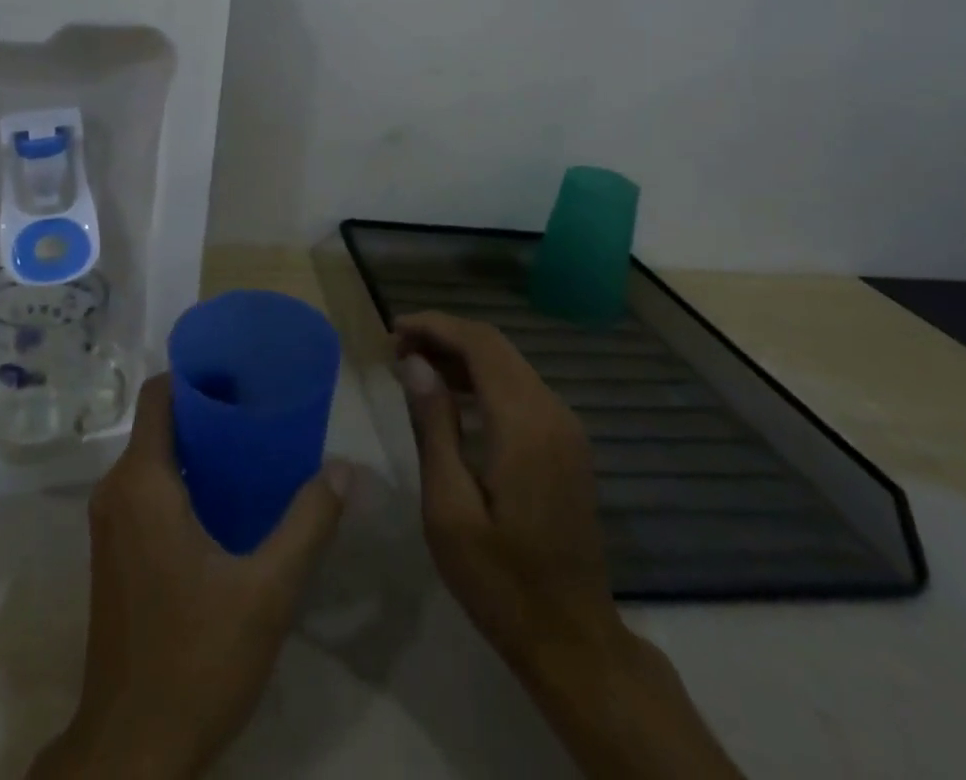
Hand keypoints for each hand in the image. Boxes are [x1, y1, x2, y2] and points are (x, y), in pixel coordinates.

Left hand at [30, 374, 351, 779]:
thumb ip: (308, 524)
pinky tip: (225, 499)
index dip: (195, 374)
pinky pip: (145, 488)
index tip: (240, 373)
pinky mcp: (113, 550)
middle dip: (206, 409)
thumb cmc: (195, 658)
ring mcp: (109, 522)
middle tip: (259, 409)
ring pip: (152, 456)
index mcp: (142, 481)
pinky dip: (181, 477)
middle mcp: (116, 489)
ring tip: (250, 448)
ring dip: (195, 445)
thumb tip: (345, 470)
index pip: (158, 394)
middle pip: (158, 422)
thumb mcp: (266, 592)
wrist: (132, 751)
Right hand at [394, 311, 626, 691]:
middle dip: (443, 335)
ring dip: (460, 355)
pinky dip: (481, 379)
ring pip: (508, 364)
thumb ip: (433, 426)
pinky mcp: (565, 444)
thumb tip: (415, 363)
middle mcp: (552, 412)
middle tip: (395, 347)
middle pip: (494, 346)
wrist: (573, 641)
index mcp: (525, 423)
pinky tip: (450, 395)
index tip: (392, 330)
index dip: (434, 326)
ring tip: (412, 366)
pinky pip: (519, 389)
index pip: (479, 344)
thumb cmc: (500, 579)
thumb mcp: (448, 506)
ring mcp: (565, 428)